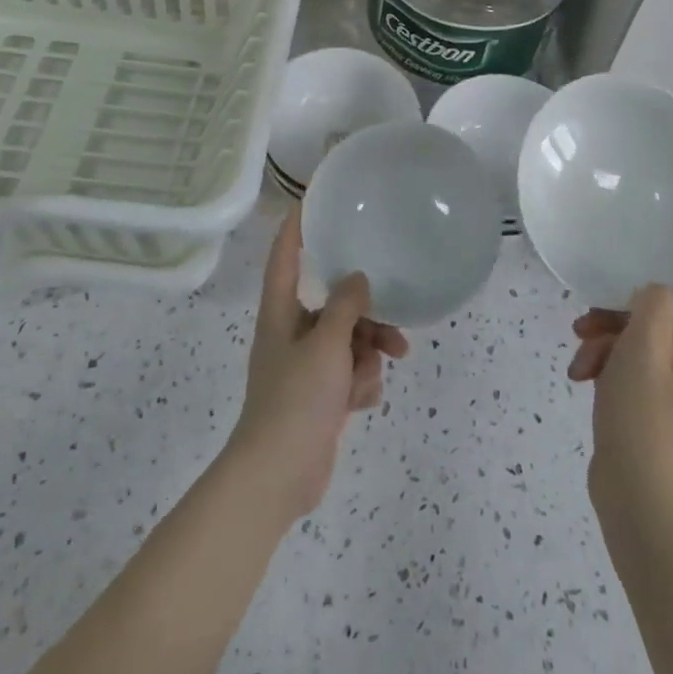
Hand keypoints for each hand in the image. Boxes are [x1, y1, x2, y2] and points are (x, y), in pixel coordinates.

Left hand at [227, 208, 408, 523]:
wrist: (278, 475)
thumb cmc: (296, 399)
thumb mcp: (326, 345)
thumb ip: (345, 306)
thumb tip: (357, 278)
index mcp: (281, 312)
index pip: (285, 256)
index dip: (296, 226)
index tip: (313, 199)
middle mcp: (292, 333)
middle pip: (334, 305)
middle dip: (366, 317)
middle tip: (393, 326)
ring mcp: (307, 366)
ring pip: (350, 341)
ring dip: (368, 355)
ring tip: (379, 371)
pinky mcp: (321, 396)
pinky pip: (350, 373)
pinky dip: (360, 384)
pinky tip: (360, 403)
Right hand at [566, 270, 672, 528]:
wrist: (645, 515)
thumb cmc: (648, 425)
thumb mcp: (642, 350)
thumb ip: (651, 304)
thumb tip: (657, 292)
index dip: (672, 274)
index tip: (629, 276)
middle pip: (669, 317)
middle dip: (620, 318)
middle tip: (583, 324)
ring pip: (648, 344)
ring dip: (608, 344)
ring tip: (578, 364)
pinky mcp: (670, 414)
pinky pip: (643, 373)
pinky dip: (613, 370)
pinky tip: (582, 380)